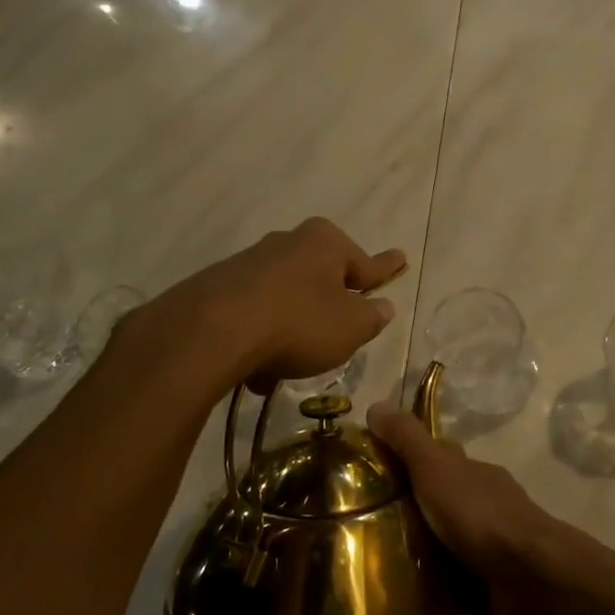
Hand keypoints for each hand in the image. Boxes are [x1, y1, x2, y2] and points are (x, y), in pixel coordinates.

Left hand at [149, 217, 406, 390]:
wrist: (214, 331)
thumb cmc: (300, 323)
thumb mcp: (351, 328)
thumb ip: (371, 318)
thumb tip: (382, 307)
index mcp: (325, 243)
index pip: (365, 262)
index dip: (385, 269)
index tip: (401, 259)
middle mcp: (287, 243)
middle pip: (319, 277)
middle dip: (329, 304)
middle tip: (339, 328)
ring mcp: (248, 263)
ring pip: (284, 299)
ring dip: (291, 329)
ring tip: (288, 367)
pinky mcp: (217, 287)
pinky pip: (253, 315)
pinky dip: (261, 338)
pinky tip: (257, 370)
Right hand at [367, 403, 556, 614]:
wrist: (531, 575)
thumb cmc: (479, 515)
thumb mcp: (435, 467)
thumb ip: (407, 439)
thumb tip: (375, 404)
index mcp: (473, 476)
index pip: (439, 460)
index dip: (409, 462)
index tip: (372, 478)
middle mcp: (485, 508)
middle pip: (443, 507)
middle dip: (412, 520)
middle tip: (363, 540)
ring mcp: (494, 551)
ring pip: (453, 551)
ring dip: (426, 565)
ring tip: (377, 586)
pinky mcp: (495, 591)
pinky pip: (462, 595)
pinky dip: (443, 605)